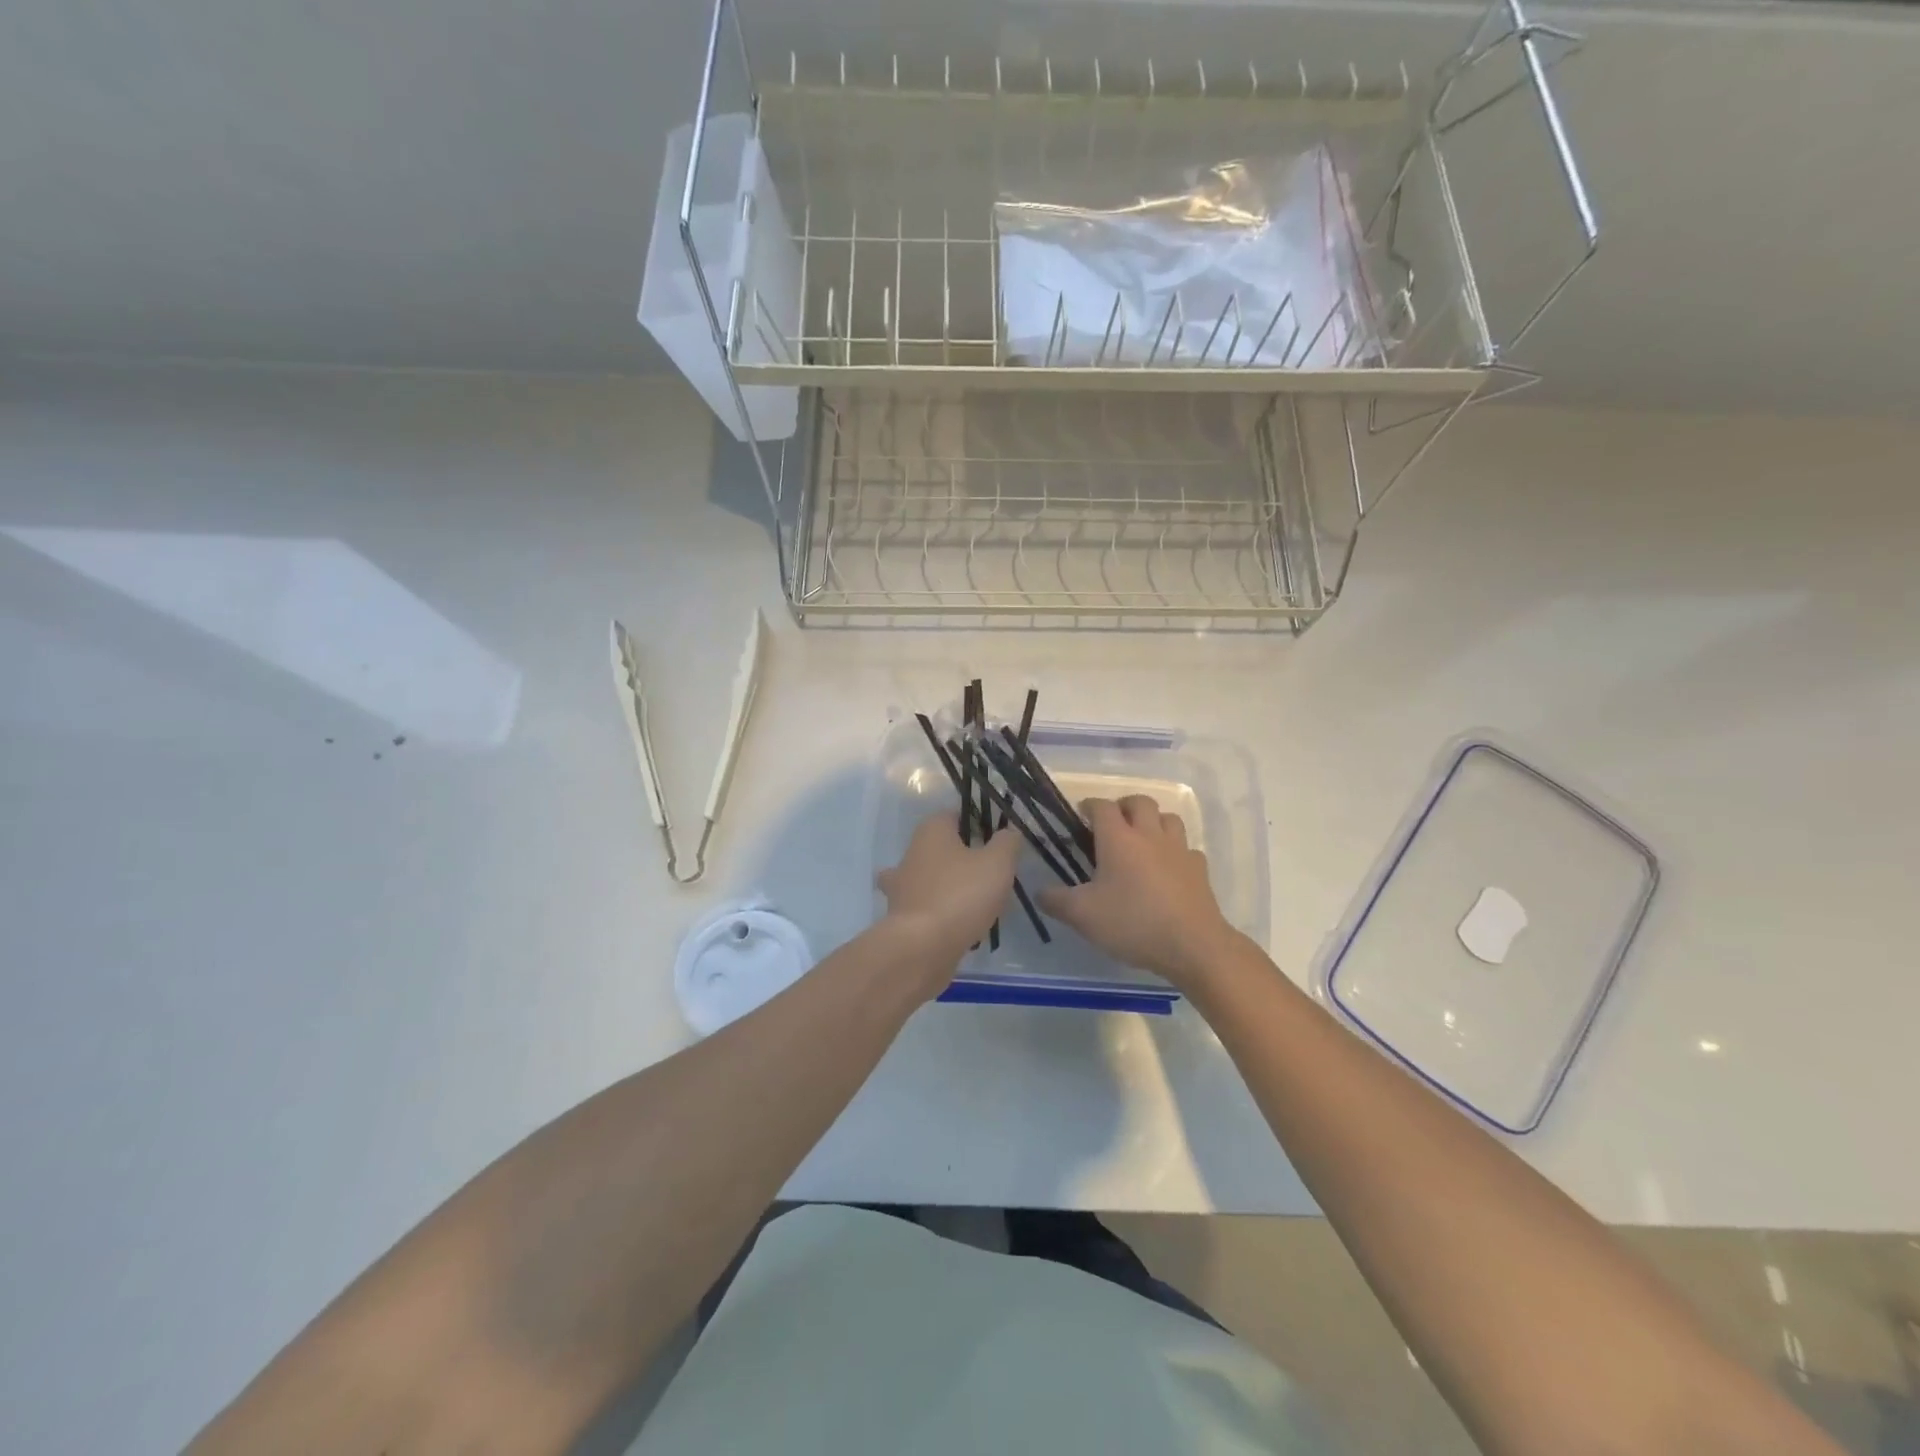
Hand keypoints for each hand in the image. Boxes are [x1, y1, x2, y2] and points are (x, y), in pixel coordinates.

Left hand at [876, 811, 1022, 979]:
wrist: (922, 948)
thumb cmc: (961, 895)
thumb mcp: (998, 863)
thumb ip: (1007, 842)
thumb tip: (1009, 831)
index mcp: (931, 831)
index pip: (955, 815)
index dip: (979, 825)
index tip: (999, 843)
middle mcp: (911, 853)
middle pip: (942, 848)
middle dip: (965, 859)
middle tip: (993, 876)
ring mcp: (901, 887)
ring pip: (932, 879)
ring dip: (952, 888)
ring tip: (981, 904)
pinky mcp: (900, 917)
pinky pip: (928, 908)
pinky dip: (943, 914)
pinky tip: (965, 926)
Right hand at [1038, 796, 1239, 990]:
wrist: (1193, 946)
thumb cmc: (1132, 923)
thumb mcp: (1083, 916)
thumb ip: (1056, 901)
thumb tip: (1039, 892)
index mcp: (1118, 839)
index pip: (1102, 806)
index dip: (1089, 806)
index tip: (1080, 816)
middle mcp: (1149, 835)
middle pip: (1139, 802)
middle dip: (1123, 806)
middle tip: (1112, 825)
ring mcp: (1178, 850)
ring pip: (1168, 818)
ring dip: (1153, 822)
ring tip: (1141, 842)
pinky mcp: (1199, 869)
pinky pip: (1186, 849)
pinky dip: (1175, 852)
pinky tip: (1168, 870)